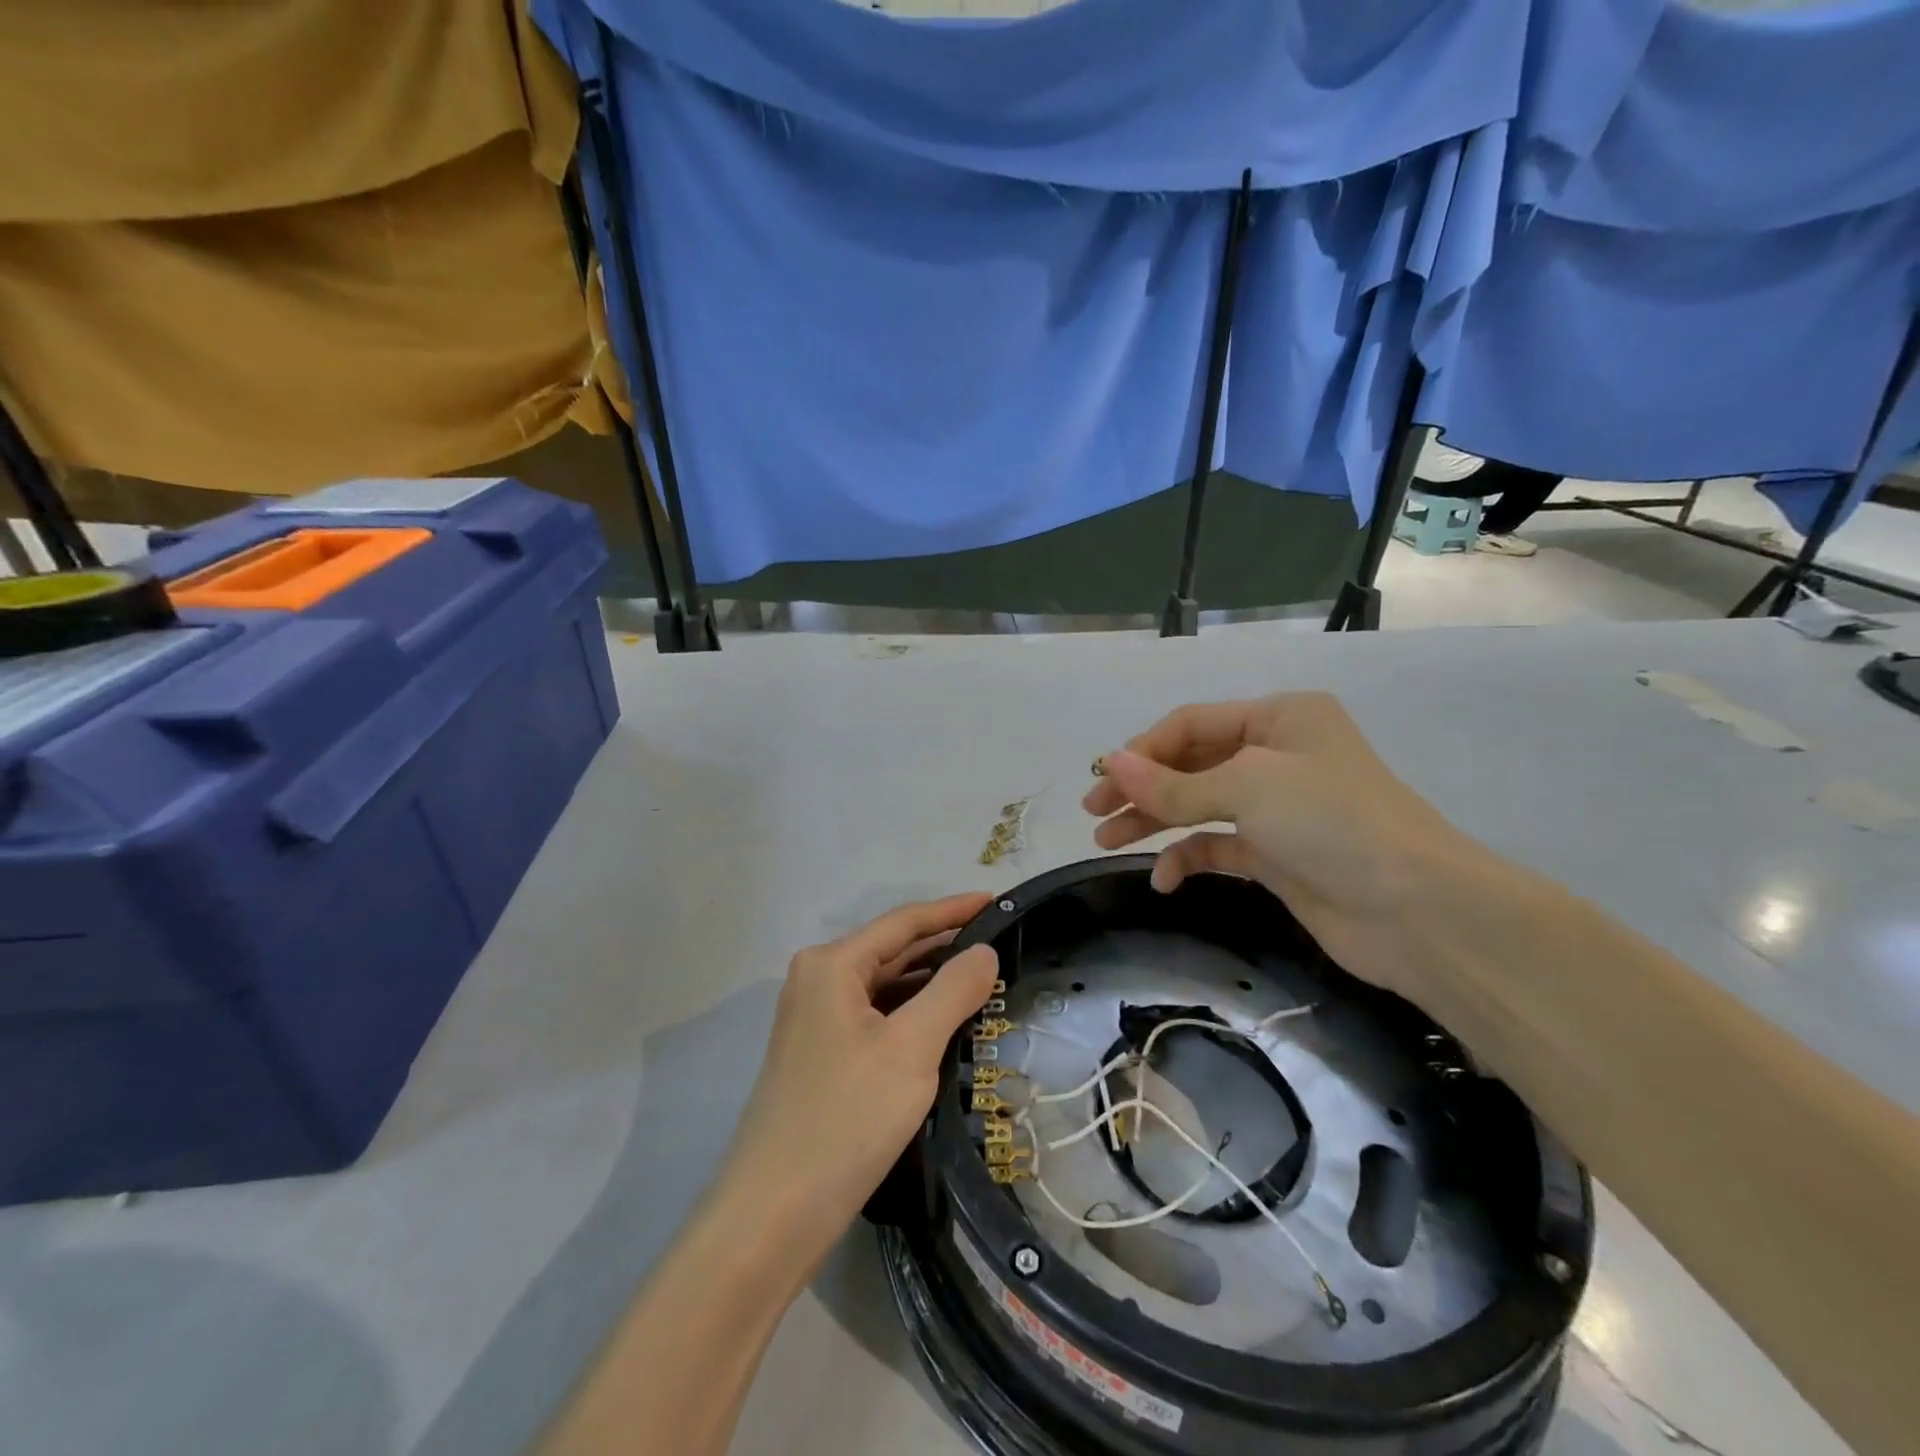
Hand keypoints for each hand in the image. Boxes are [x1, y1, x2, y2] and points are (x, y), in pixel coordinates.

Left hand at [712, 894, 999, 1272]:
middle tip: (1000, 944)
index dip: (953, 910)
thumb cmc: (846, 1118)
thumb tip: (983, 951)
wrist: (773, 1216)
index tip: (998, 900)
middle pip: (892, 950)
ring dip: (931, 983)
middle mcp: (818, 980)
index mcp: (831, 964)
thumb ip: (953, 990)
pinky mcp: (822, 1056)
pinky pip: (876, 1017)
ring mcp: (816, 1020)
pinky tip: (945, 1024)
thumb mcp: (911, 1048)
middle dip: (945, 946)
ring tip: (984, 981)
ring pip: (885, 987)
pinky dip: (912, 1014)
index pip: (904, 922)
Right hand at [1082, 693, 1487, 1005]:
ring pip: (1199, 806)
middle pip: (1190, 764)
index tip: (1104, 782)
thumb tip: (1111, 763)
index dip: (1143, 750)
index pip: (1191, 723)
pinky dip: (1188, 857)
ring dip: (1154, 822)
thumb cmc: (1332, 822)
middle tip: (1094, 816)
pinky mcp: (1278, 855)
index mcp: (1279, 718)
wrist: (1416, 911)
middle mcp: (1277, 755)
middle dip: (1141, 788)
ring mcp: (1278, 808)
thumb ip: (1173, 783)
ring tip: (1107, 844)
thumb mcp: (1246, 788)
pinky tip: (1164, 878)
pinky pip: (1218, 846)